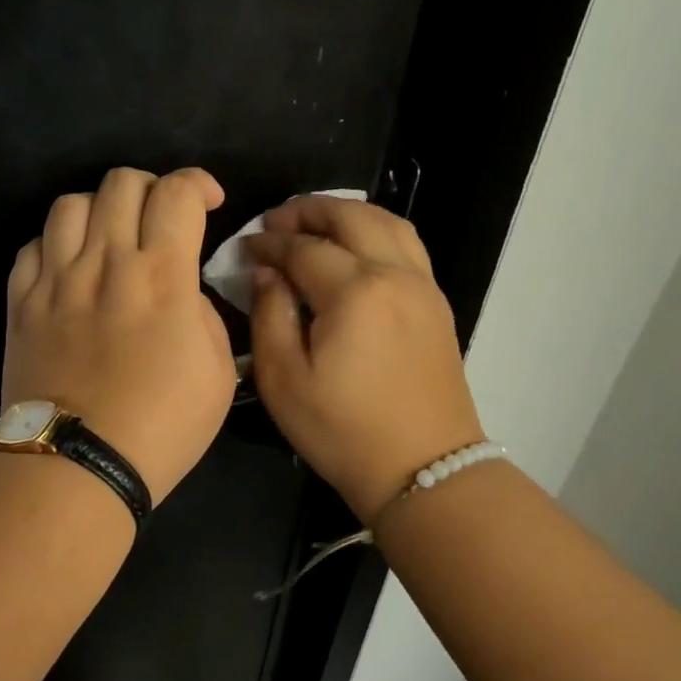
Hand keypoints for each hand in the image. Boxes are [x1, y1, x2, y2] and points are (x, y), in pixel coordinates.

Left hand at [2, 167, 234, 502]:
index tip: (208, 203)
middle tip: (161, 221)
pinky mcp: (21, 300)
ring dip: (101, 210)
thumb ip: (205, 313)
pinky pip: (33, 244)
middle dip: (152, 189)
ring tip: (110, 239)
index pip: (178, 192)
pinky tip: (70, 268)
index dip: (198, 183)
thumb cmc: (160, 426)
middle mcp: (106, 262)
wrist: (76, 464)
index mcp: (162, 275)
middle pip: (122, 182)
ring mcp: (56, 278)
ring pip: (72, 203)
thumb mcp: (218, 373)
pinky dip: (57, 244)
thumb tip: (183, 291)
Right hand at [246, 196, 484, 522]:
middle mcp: (395, 275)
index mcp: (355, 292)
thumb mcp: (283, 380)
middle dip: (307, 211)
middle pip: (350, 217)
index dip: (269, 243)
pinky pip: (406, 244)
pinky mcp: (436, 303)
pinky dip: (375, 230)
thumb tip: (267, 273)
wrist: (424, 470)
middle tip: (275, 221)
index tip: (244, 247)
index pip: (303, 247)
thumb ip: (269, 315)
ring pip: (386, 222)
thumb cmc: (343, 430)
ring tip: (314, 224)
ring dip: (346, 213)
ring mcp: (423, 286)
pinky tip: (354, 248)